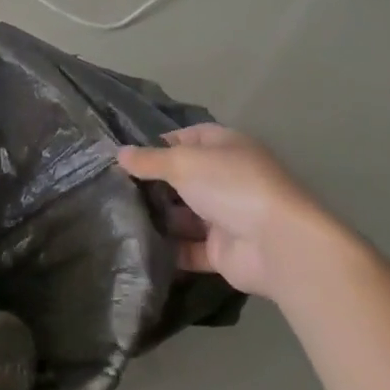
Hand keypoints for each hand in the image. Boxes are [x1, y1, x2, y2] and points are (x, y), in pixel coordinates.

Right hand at [117, 124, 341, 301]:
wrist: (278, 245)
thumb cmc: (231, 187)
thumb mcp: (183, 163)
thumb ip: (150, 160)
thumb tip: (119, 153)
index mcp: (225, 148)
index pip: (187, 138)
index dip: (158, 143)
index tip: (126, 155)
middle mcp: (227, 179)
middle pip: (183, 177)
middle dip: (152, 183)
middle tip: (112, 187)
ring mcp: (226, 216)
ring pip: (184, 214)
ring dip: (157, 217)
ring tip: (115, 217)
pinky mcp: (222, 251)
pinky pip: (188, 248)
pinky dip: (167, 249)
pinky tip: (136, 246)